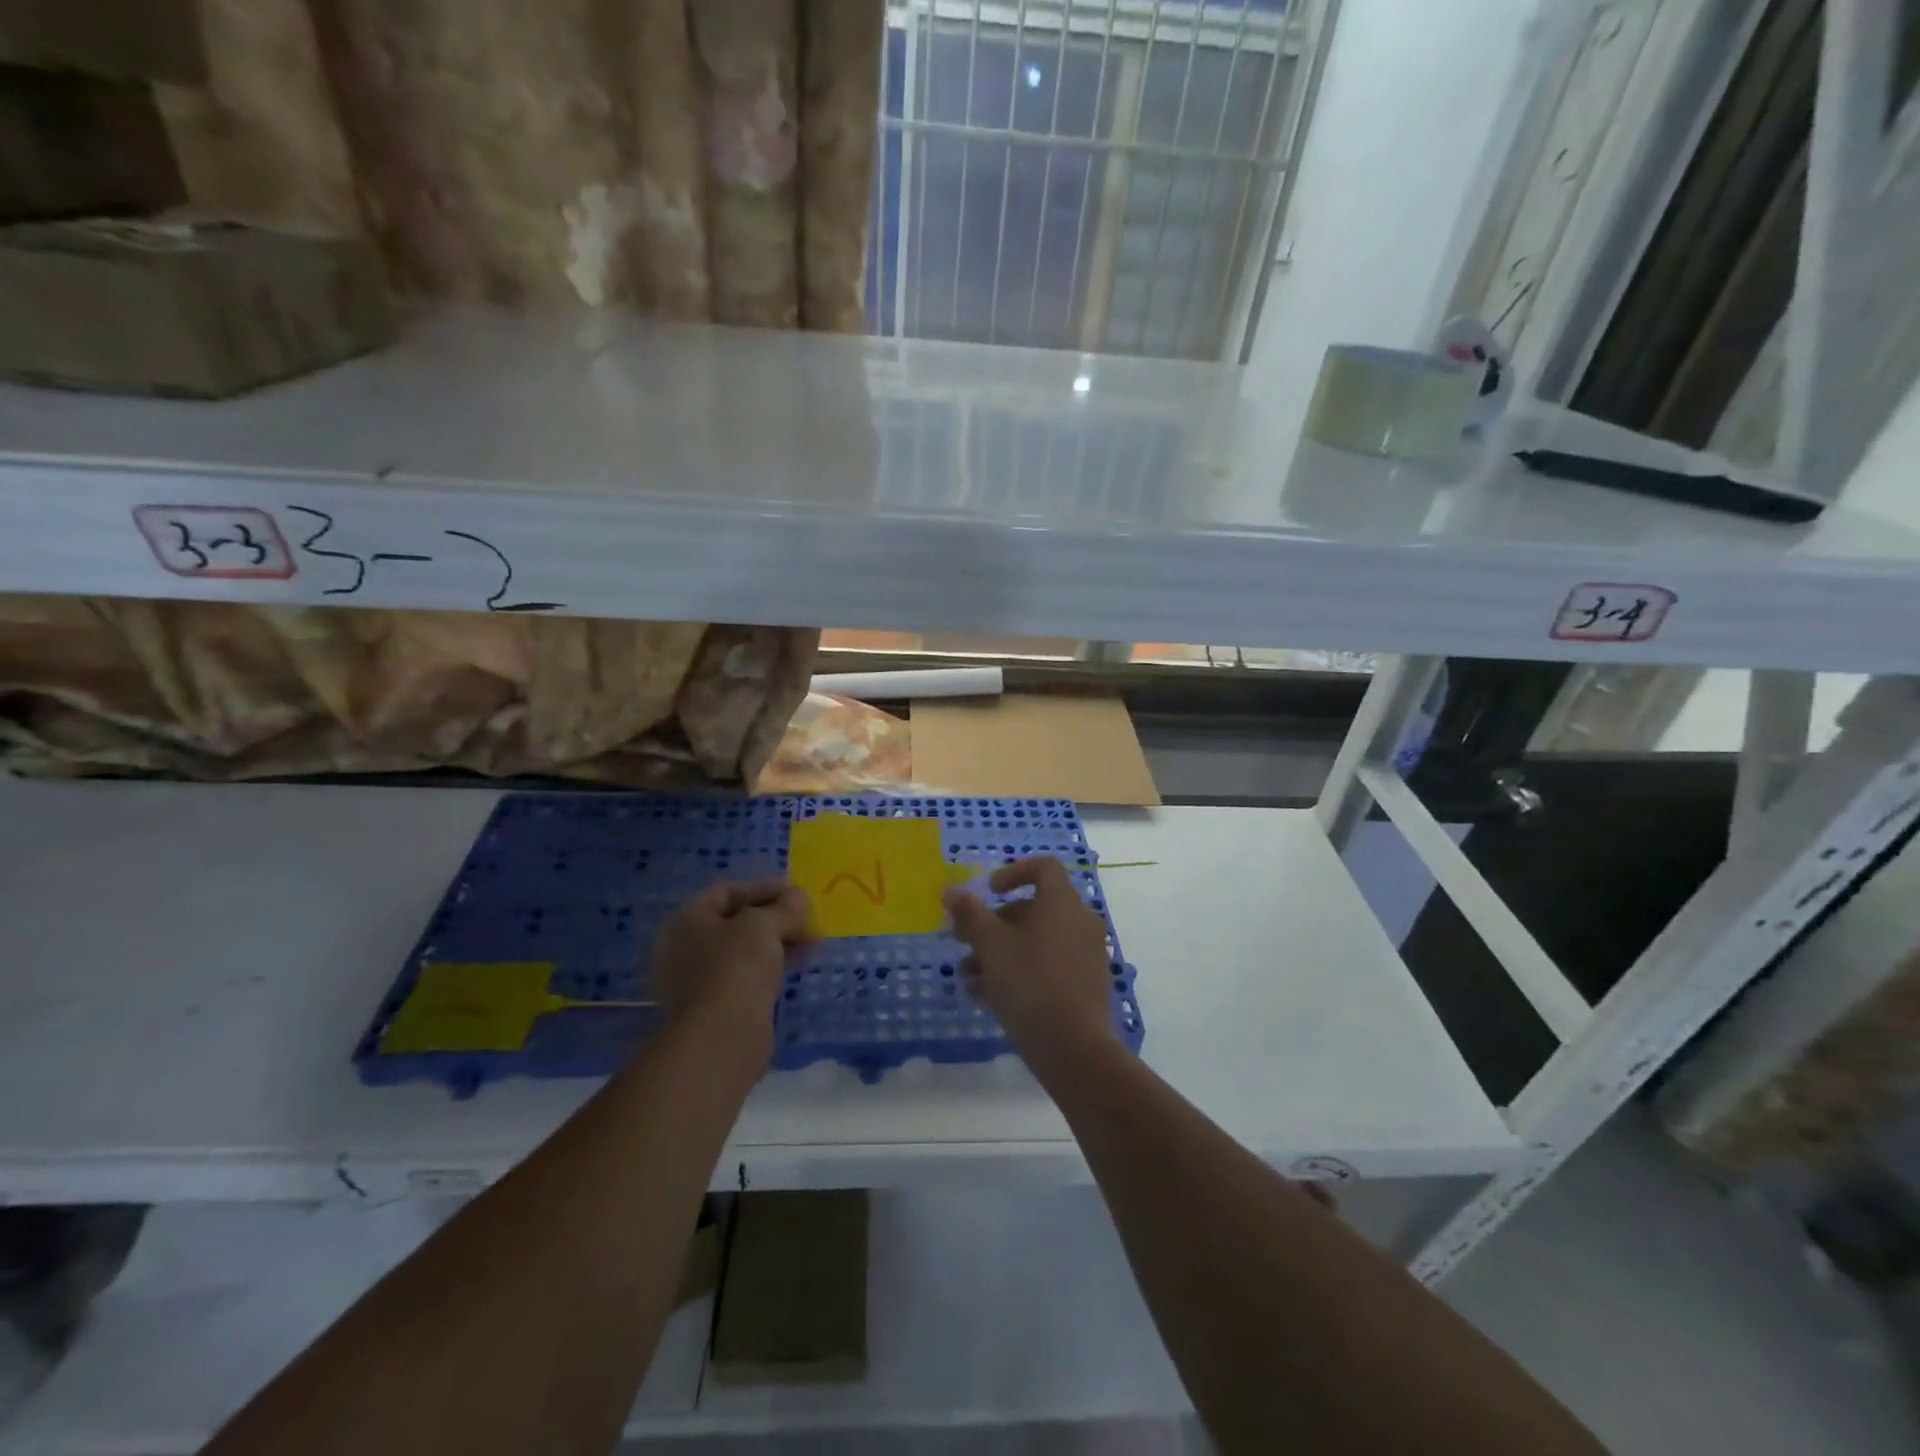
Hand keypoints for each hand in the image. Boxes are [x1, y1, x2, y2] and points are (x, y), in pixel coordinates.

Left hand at [652, 881, 811, 1058]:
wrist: (722, 1036)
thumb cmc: (736, 966)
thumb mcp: (765, 925)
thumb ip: (785, 907)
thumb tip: (799, 899)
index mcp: (686, 919)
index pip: (728, 891)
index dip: (765, 888)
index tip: (798, 894)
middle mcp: (685, 946)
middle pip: (736, 921)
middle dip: (775, 917)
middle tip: (807, 918)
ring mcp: (698, 979)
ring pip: (744, 950)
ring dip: (778, 941)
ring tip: (812, 941)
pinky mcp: (716, 1006)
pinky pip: (746, 975)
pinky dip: (772, 965)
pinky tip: (798, 964)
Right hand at [943, 857, 1117, 1077]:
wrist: (1074, 1049)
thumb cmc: (1030, 984)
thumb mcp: (992, 947)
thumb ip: (971, 915)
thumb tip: (951, 891)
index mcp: (1063, 903)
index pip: (1044, 868)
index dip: (1013, 872)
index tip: (988, 892)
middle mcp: (1080, 922)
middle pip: (1034, 908)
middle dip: (994, 922)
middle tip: (964, 940)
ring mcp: (1085, 954)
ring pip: (1036, 941)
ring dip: (1000, 952)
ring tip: (968, 976)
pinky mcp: (1084, 984)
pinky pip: (1048, 965)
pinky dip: (1019, 971)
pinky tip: (987, 996)